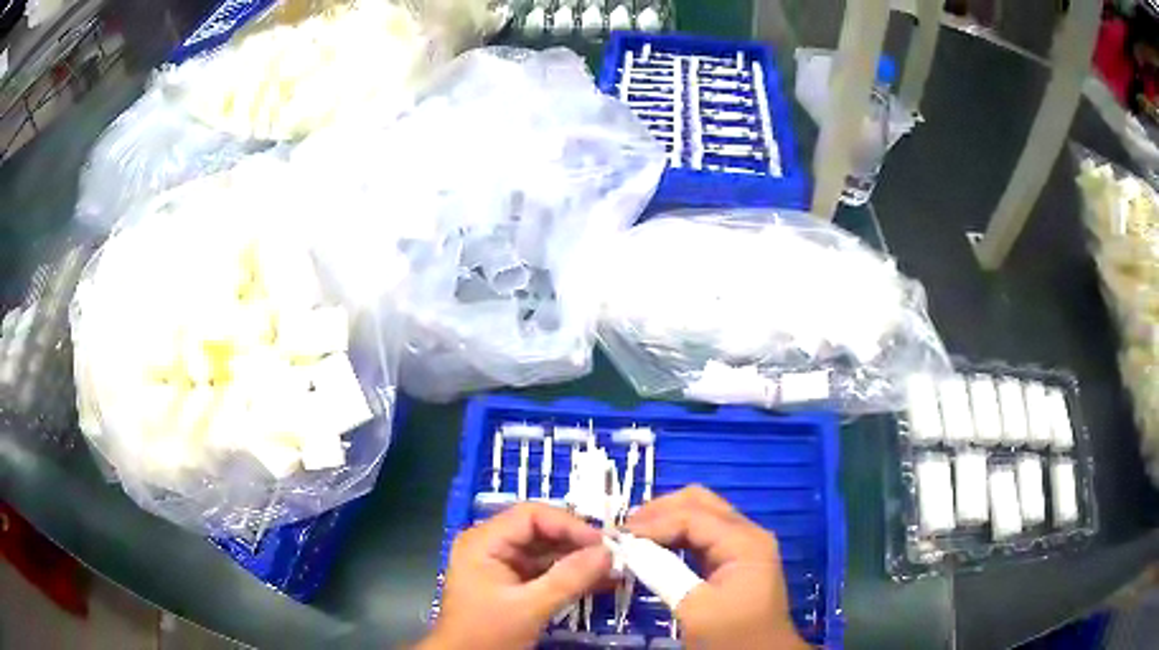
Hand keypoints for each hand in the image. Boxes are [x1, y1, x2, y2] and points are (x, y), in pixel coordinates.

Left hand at [420, 503, 611, 649]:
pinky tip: (599, 582)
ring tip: (613, 570)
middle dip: (577, 543)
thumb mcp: (530, 607)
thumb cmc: (488, 633)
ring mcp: (501, 564)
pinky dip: (570, 576)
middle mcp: (491, 545)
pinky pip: (544, 571)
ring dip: (578, 560)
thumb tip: (608, 553)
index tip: (603, 543)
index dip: (569, 524)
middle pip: (540, 531)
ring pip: (546, 551)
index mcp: (483, 541)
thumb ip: (569, 578)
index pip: (531, 515)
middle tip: (614, 556)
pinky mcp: (512, 583)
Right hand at [627, 486, 808, 649]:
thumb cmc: (732, 637)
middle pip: (699, 503)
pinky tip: (654, 546)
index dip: (653, 523)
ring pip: (700, 515)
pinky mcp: (735, 560)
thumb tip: (627, 548)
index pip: (692, 516)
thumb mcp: (695, 608)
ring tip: (632, 536)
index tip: (617, 537)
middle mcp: (747, 533)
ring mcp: (743, 545)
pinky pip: (703, 535)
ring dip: (666, 521)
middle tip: (624, 529)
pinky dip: (676, 536)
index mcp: (744, 542)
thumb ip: (663, 573)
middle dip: (660, 511)